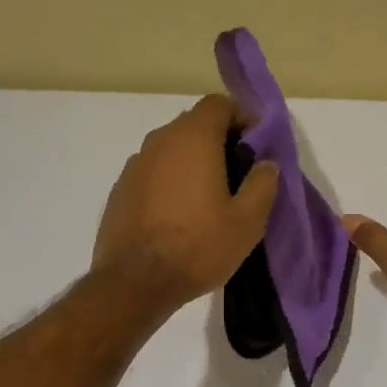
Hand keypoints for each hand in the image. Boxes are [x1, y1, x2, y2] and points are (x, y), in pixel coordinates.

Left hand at [93, 95, 278, 315]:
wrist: (135, 282)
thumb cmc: (198, 247)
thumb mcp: (248, 222)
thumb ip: (263, 184)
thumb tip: (266, 164)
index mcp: (193, 139)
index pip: (218, 104)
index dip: (241, 117)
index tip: (255, 144)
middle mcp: (160, 141)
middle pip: (193, 124)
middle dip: (218, 140)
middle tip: (238, 173)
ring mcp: (135, 164)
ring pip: (171, 149)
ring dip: (192, 161)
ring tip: (208, 196)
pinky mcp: (120, 189)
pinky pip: (153, 172)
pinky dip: (169, 180)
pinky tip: (178, 213)